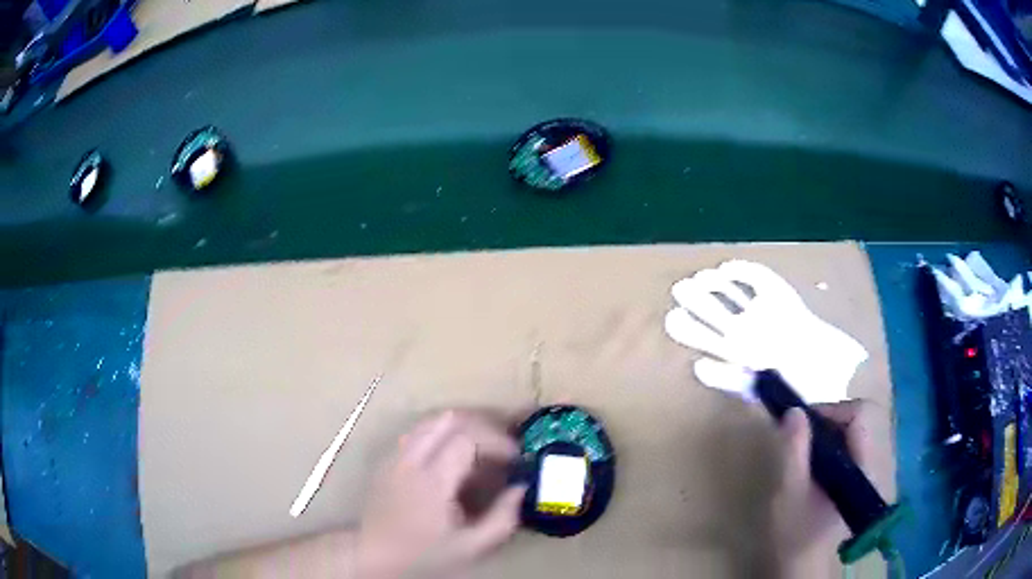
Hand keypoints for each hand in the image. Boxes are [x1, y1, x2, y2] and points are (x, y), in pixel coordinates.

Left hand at [356, 410, 526, 578]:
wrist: (373, 555)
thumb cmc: (424, 554)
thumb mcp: (471, 547)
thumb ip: (502, 518)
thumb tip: (521, 488)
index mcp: (432, 480)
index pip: (468, 439)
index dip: (498, 442)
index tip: (517, 458)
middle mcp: (411, 460)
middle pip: (449, 420)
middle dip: (483, 426)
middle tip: (503, 447)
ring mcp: (395, 456)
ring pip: (430, 421)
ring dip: (461, 427)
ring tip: (481, 448)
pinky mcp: (387, 459)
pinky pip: (417, 432)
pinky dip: (441, 433)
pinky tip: (451, 456)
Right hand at [772, 401, 874, 574]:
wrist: (799, 564)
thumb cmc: (795, 531)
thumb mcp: (790, 491)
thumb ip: (794, 451)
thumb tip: (794, 410)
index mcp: (861, 465)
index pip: (860, 414)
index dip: (833, 410)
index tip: (805, 422)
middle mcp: (867, 462)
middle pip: (855, 420)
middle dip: (826, 420)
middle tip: (798, 434)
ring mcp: (860, 471)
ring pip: (848, 433)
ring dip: (823, 433)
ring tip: (800, 448)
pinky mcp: (851, 479)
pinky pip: (844, 448)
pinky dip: (825, 446)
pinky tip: (807, 463)